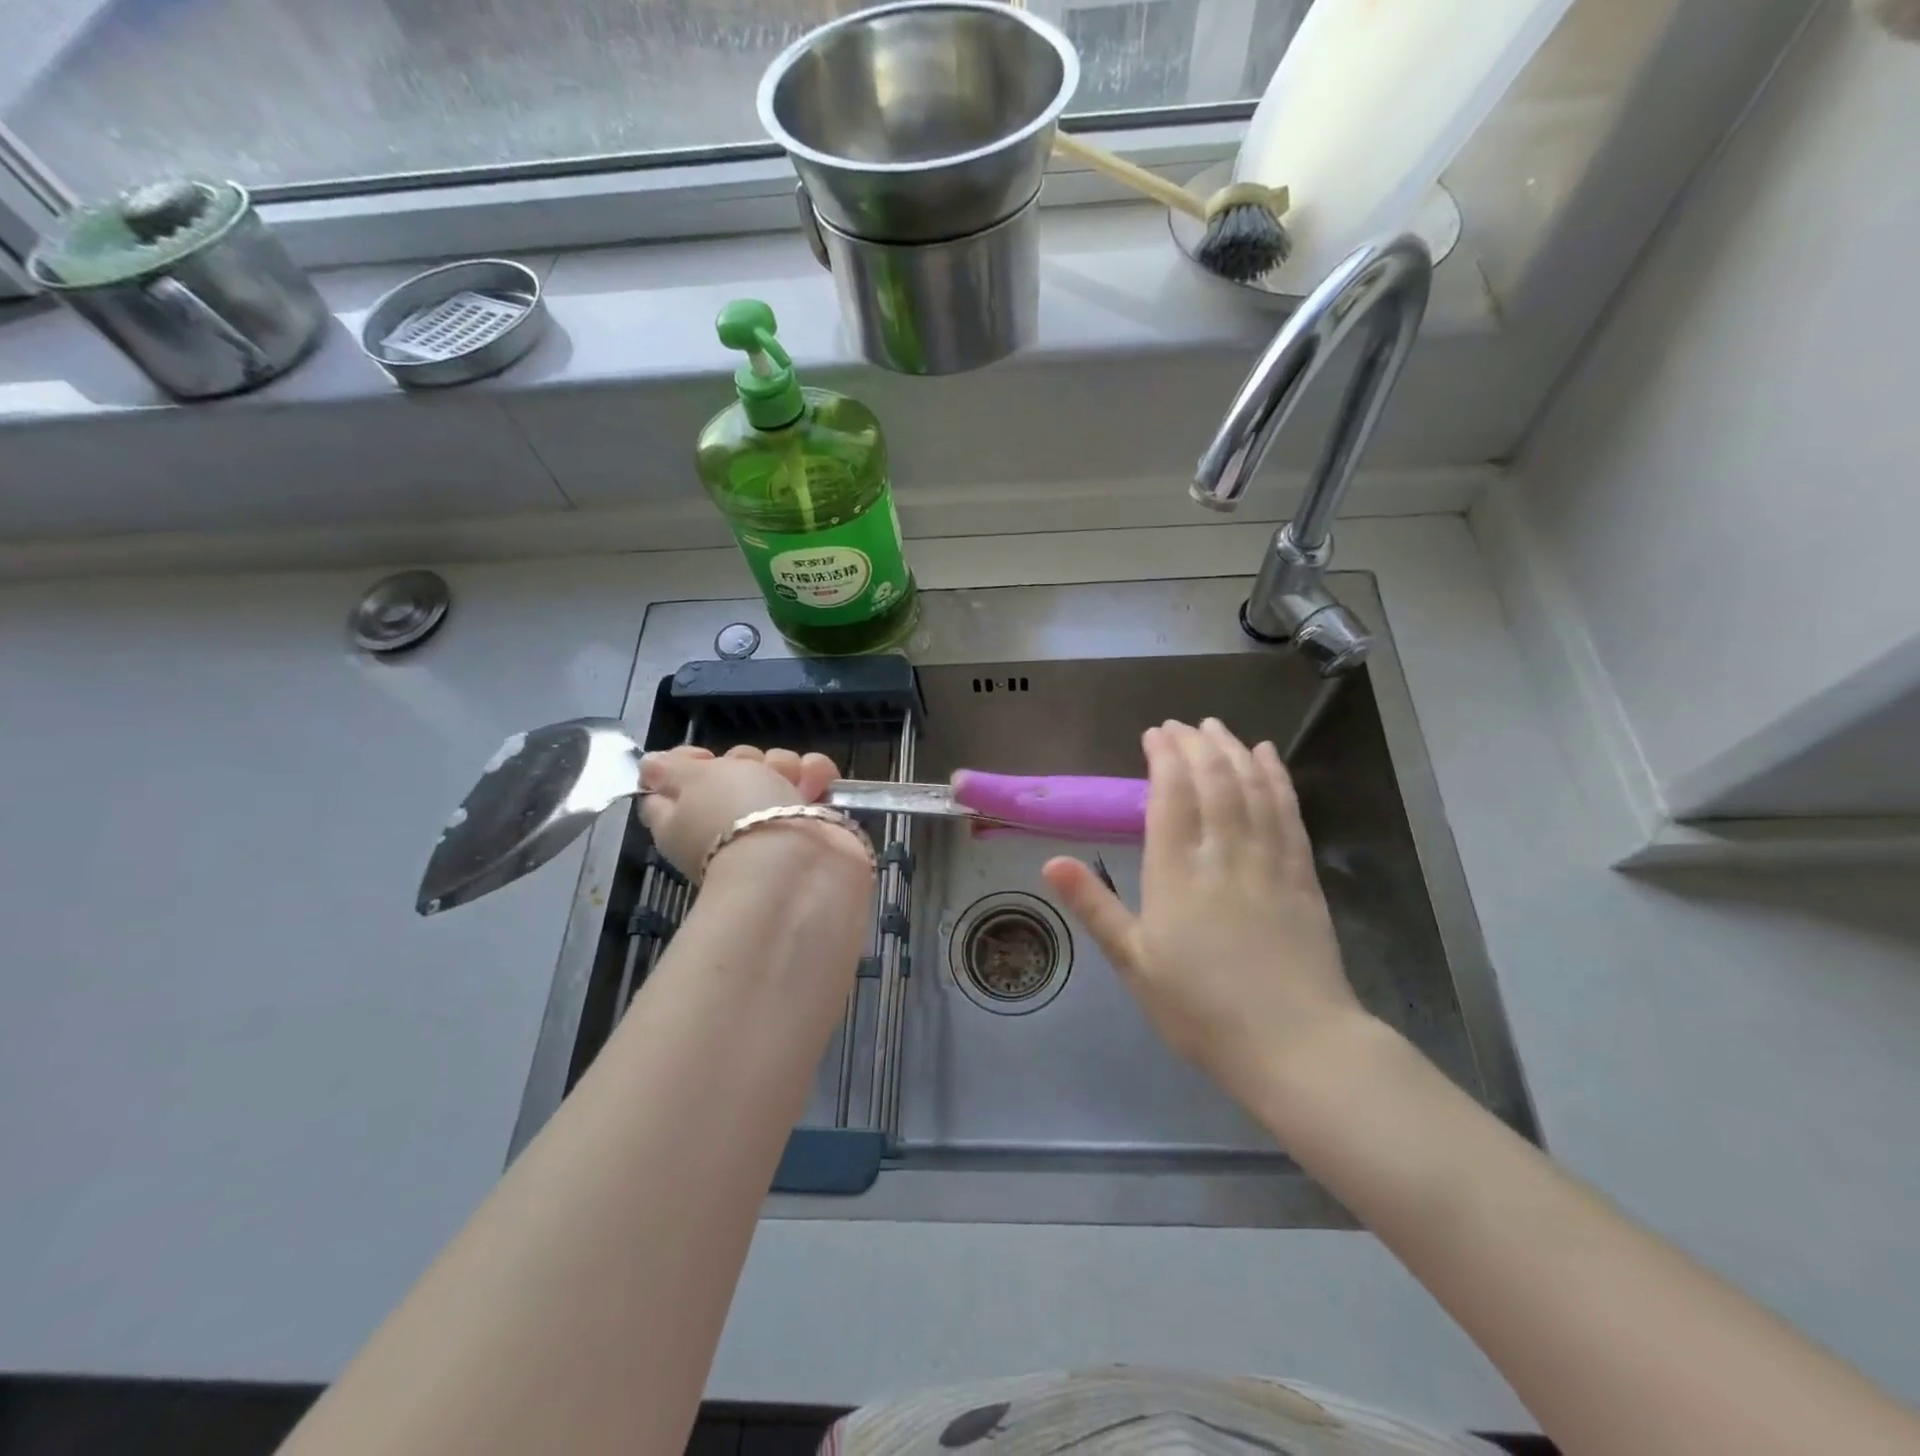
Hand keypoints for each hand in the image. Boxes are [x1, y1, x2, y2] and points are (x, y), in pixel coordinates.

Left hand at [638, 744, 844, 880]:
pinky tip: (818, 786)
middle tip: (749, 773)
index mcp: (682, 819)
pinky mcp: (810, 821)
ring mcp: (771, 821)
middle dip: (745, 760)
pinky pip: (812, 780)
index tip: (702, 757)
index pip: (670, 787)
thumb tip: (648, 766)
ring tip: (793, 782)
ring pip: (775, 770)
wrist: (798, 861)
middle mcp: (726, 821)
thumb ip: (670, 769)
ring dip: (786, 766)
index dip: (685, 764)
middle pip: (731, 771)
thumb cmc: (735, 816)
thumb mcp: (693, 782)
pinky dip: (817, 776)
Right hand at [1041, 718, 1368, 1105]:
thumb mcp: (1134, 963)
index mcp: (1176, 872)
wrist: (1294, 1045)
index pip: (1171, 795)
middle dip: (1196, 744)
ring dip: (1233, 751)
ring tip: (1218, 728)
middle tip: (1182, 724)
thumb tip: (1050, 862)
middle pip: (1212, 781)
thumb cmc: (1200, 1008)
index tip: (1154, 734)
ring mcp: (1268, 861)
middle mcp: (1223, 854)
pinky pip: (1288, 812)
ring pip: (1251, 788)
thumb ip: (1094, 907)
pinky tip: (1268, 758)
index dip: (1164, 757)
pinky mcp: (1302, 875)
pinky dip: (1277, 778)